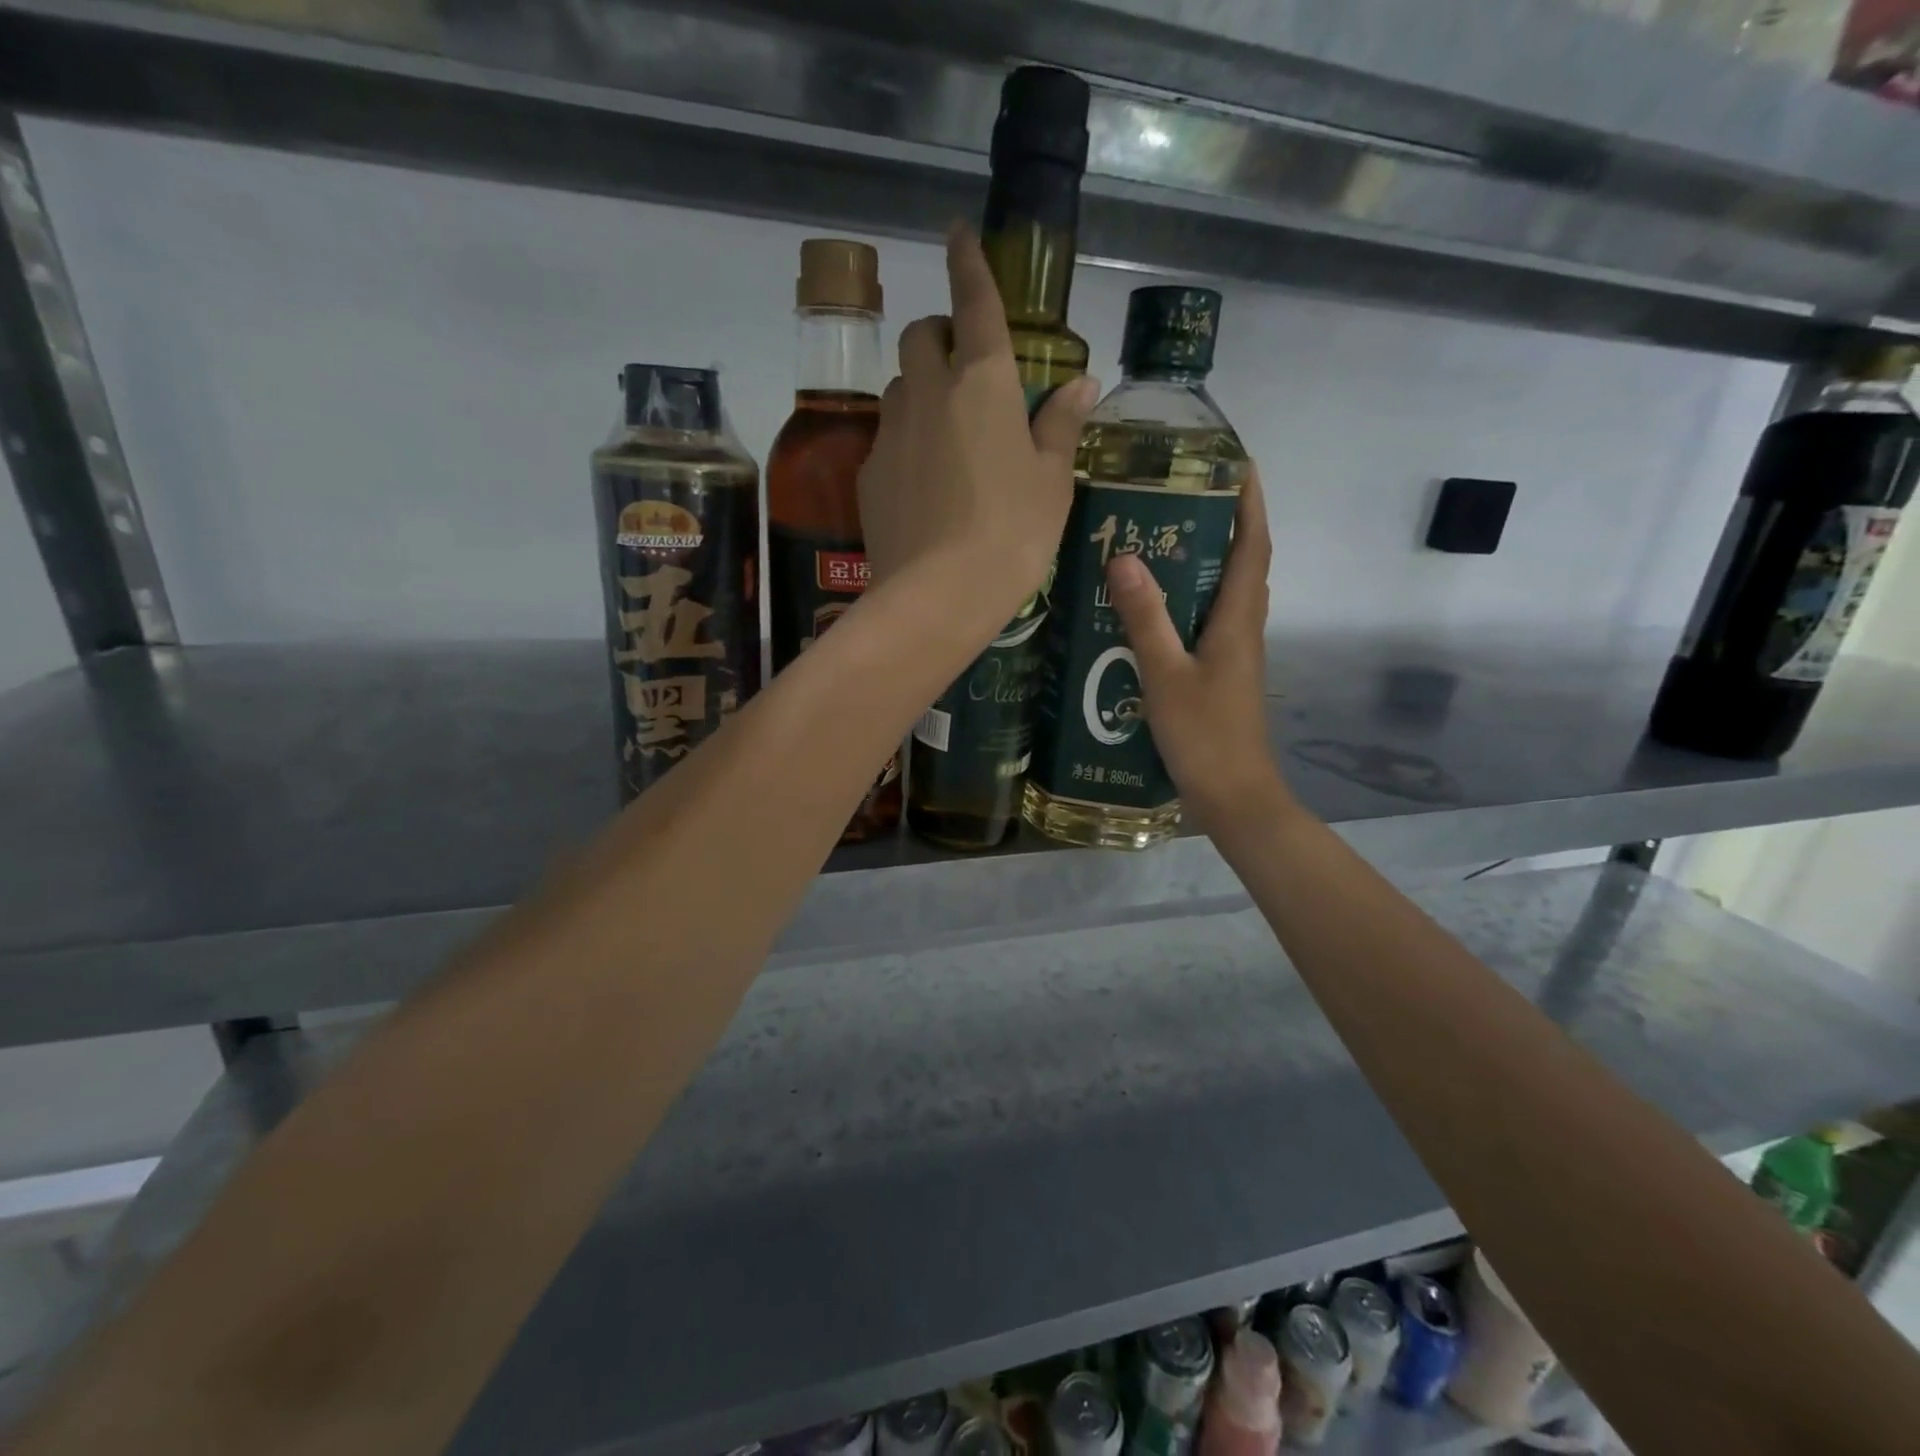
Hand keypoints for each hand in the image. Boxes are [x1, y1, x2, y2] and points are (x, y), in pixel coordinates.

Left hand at [857, 223, 1098, 629]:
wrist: (938, 596)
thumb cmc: (1012, 534)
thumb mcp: (1052, 481)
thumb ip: (1061, 424)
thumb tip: (1081, 382)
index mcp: (983, 382)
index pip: (974, 301)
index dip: (968, 261)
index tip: (957, 232)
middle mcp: (928, 392)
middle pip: (921, 335)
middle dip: (940, 333)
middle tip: (966, 368)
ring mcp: (890, 432)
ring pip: (899, 385)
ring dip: (920, 388)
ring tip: (947, 432)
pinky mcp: (868, 474)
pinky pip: (886, 436)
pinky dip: (905, 439)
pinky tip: (924, 482)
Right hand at [1104, 466, 1291, 833]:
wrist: (1234, 797)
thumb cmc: (1205, 735)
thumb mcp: (1165, 675)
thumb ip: (1146, 618)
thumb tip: (1124, 556)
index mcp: (1238, 620)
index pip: (1254, 546)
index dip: (1251, 503)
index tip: (1238, 464)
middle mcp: (1244, 629)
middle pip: (1244, 564)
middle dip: (1226, 524)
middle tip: (1182, 498)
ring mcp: (1236, 654)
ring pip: (1227, 593)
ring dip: (1208, 561)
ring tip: (1164, 541)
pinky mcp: (1222, 675)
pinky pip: (1211, 621)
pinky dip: (1192, 600)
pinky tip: (1156, 609)